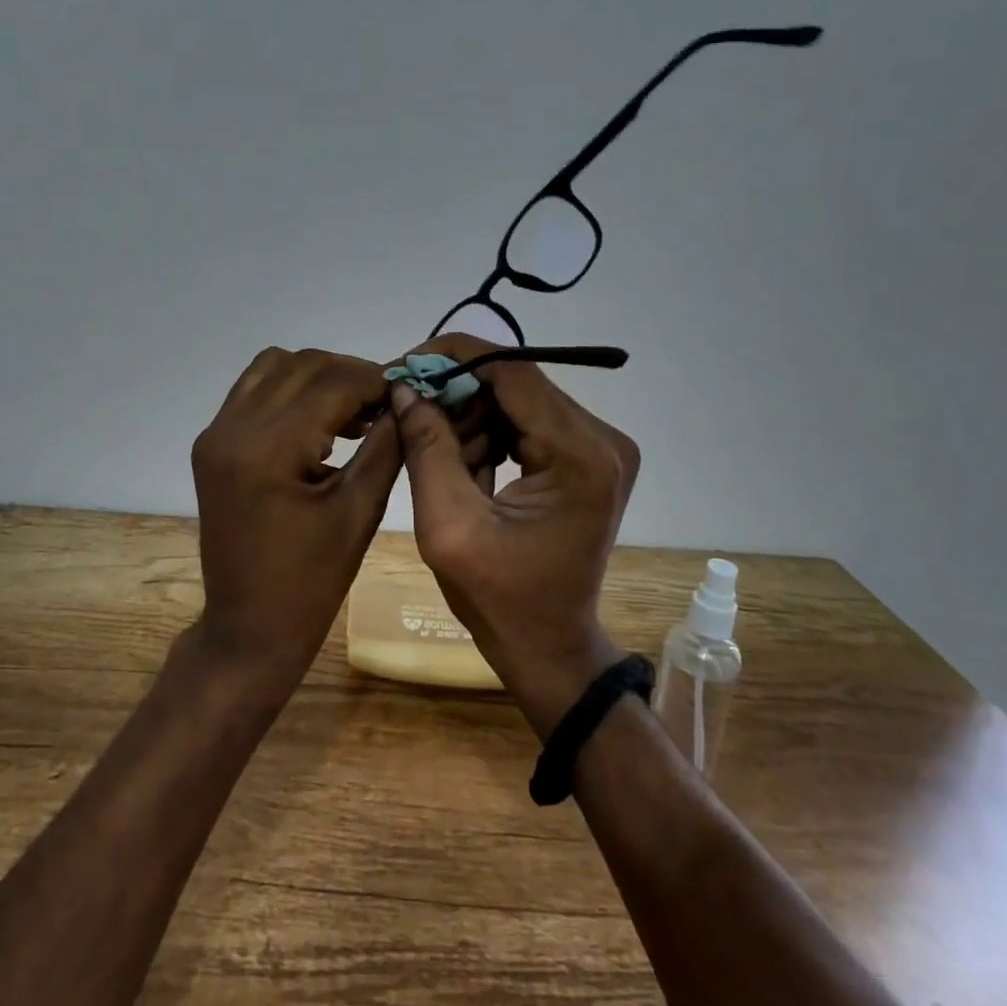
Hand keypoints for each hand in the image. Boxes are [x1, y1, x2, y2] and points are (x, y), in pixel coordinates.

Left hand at [191, 346, 401, 693]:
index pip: (332, 383)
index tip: (409, 392)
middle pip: (302, 365)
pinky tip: (319, 423)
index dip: (376, 380)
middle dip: (350, 374)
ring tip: (354, 412)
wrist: (248, 627)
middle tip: (386, 405)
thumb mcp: (359, 512)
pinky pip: (254, 390)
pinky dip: (290, 391)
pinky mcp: (212, 443)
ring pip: (274, 367)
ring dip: (319, 377)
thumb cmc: (311, 583)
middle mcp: (232, 428)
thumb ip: (386, 446)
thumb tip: (407, 399)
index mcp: (268, 449)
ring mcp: (215, 433)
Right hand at [390, 333, 640, 735]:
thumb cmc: (499, 600)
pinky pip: (528, 422)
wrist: (549, 646)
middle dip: (456, 393)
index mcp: (581, 456)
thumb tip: (405, 388)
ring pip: (518, 400)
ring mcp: (601, 447)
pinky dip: (489, 434)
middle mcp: (603, 439)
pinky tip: (465, 465)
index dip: (452, 359)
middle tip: (408, 414)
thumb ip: (427, 449)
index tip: (403, 368)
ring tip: (436, 455)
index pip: (512, 372)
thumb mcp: (448, 526)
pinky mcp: (589, 457)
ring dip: (470, 417)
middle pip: (516, 383)